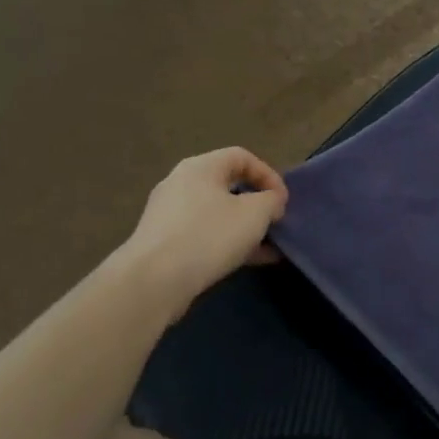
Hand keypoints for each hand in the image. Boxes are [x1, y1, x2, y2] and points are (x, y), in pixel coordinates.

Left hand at [123, 148, 287, 308]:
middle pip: (228, 185)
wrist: (154, 281)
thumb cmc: (209, 236)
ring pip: (217, 213)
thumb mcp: (255, 213)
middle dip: (257, 204)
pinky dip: (227, 243)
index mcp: (201, 167)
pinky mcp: (164, 242)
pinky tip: (249, 261)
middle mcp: (181, 183)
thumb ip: (271, 200)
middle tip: (275, 222)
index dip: (269, 175)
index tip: (283, 201)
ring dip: (245, 227)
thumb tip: (271, 201)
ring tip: (268, 247)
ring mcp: (169, 214)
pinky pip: (204, 234)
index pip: (242, 157)